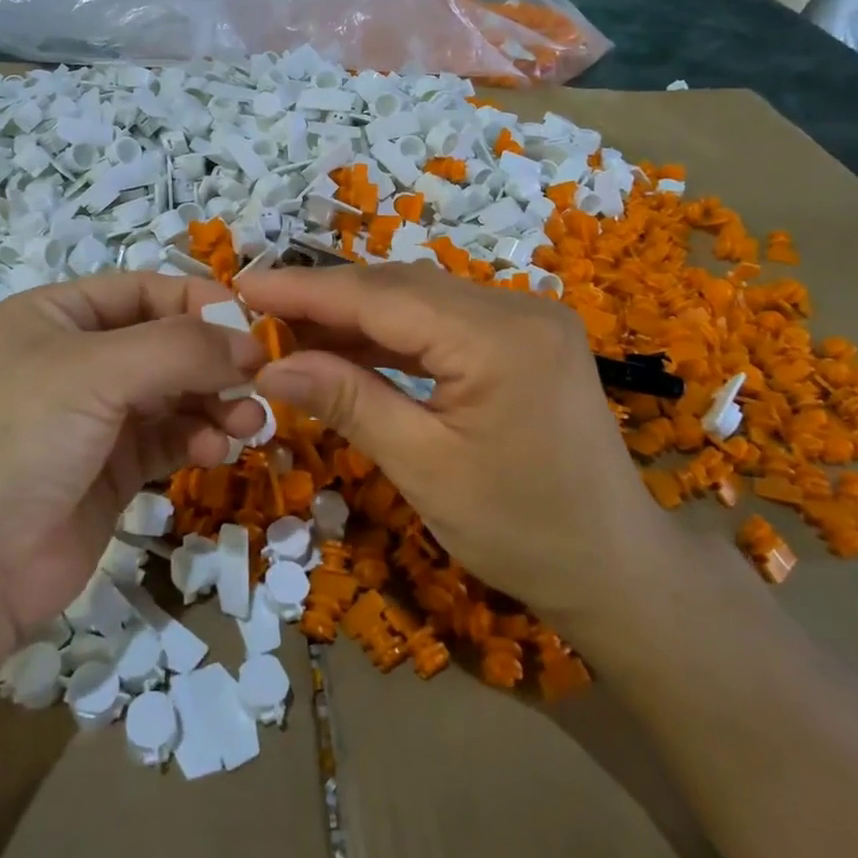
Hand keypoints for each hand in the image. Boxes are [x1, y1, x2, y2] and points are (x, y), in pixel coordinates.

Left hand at [0, 274, 268, 644]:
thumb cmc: (19, 440)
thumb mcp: (96, 373)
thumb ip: (181, 349)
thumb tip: (254, 344)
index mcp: (55, 317)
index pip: (143, 291)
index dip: (199, 304)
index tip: (253, 328)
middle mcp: (75, 360)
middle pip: (165, 344)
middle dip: (213, 362)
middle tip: (260, 382)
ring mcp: (94, 418)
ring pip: (174, 394)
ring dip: (214, 403)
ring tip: (247, 423)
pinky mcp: (112, 469)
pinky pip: (169, 438)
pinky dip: (197, 438)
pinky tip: (216, 450)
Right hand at [236, 265, 682, 641]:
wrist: (615, 569)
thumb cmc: (522, 531)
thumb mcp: (424, 467)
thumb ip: (348, 402)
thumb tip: (271, 366)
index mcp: (499, 336)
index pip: (381, 297)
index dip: (306, 291)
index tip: (242, 288)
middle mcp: (516, 307)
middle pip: (399, 288)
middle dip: (325, 300)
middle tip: (256, 314)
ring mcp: (524, 319)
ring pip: (418, 300)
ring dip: (355, 316)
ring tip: (290, 333)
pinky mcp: (522, 339)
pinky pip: (441, 323)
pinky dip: (391, 336)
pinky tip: (348, 350)